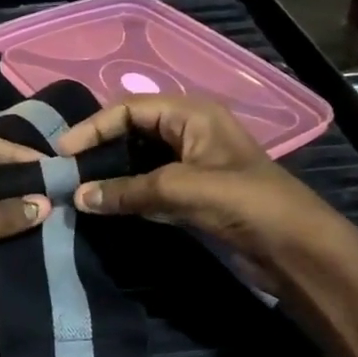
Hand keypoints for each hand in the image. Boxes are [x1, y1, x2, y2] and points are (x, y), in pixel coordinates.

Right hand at [58, 96, 346, 269]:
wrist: (294, 248)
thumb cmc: (244, 202)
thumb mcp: (182, 189)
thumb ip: (128, 191)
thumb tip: (78, 196)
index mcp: (191, 114)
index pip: (129, 108)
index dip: (94, 126)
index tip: (63, 152)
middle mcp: (188, 133)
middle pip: (131, 132)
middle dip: (99, 149)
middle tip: (65, 171)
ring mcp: (190, 165)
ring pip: (138, 162)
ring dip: (110, 175)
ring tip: (77, 190)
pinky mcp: (192, 195)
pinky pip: (149, 188)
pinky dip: (127, 196)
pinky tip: (104, 207)